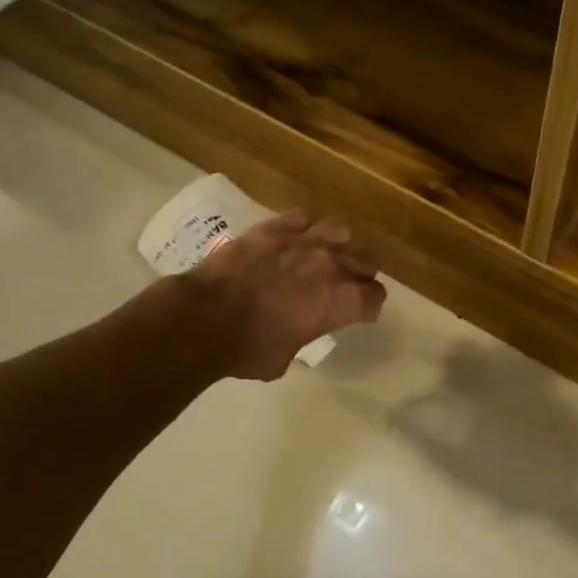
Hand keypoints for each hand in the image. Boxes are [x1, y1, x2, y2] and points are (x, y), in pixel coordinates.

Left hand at [184, 213, 386, 379]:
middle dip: (360, 276)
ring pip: (340, 232)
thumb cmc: (248, 349)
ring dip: (337, 246)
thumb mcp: (285, 358)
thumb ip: (302, 338)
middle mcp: (330, 266)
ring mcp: (302, 241)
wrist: (203, 318)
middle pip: (365, 262)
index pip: (375, 297)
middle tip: (346, 287)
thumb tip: (295, 334)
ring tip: (323, 256)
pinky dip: (301, 231)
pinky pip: (300, 220)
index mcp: (340, 302)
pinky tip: (291, 241)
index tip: (361, 313)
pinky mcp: (272, 228)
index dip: (369, 306)